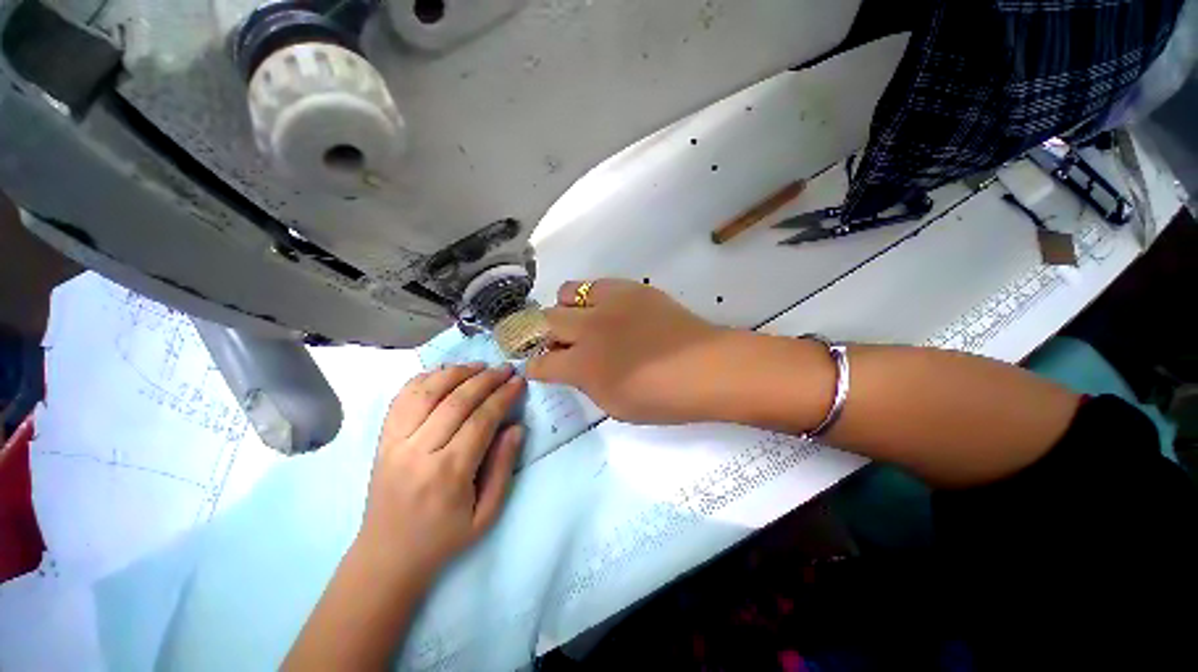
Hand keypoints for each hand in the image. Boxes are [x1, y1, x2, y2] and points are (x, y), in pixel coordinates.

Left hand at [358, 364, 525, 582]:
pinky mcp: (381, 440)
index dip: (503, 395)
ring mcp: (395, 443)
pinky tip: (445, 373)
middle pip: (456, 400)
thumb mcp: (486, 513)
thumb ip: (503, 466)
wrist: (387, 555)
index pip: (481, 419)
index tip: (519, 381)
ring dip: (456, 372)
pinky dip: (424, 378)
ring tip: (479, 366)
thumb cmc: (443, 538)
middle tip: (506, 369)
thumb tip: (515, 427)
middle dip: (486, 378)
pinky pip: (402, 398)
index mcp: (449, 473)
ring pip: (426, 391)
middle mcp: (418, 451)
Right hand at [527, 279, 745, 424]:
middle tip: (561, 345)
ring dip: (565, 309)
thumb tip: (575, 367)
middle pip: (546, 321)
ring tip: (581, 321)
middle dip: (545, 335)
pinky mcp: (630, 288)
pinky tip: (607, 310)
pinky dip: (592, 297)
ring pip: (566, 292)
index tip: (540, 368)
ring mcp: (609, 303)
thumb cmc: (662, 397)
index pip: (542, 363)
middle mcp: (588, 328)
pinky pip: (597, 284)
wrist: (706, 367)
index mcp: (583, 365)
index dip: (536, 367)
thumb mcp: (614, 404)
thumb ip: (586, 383)